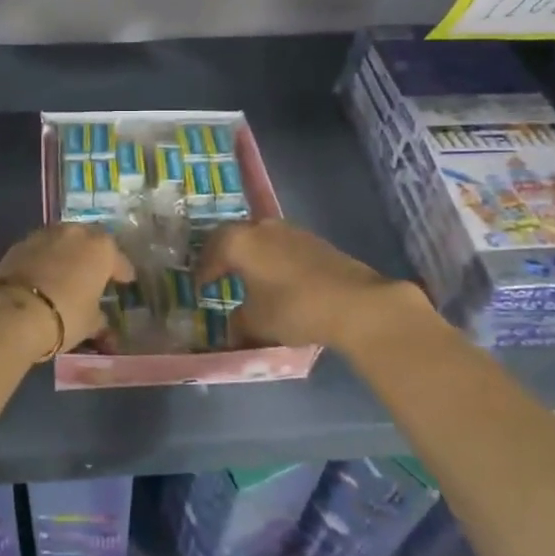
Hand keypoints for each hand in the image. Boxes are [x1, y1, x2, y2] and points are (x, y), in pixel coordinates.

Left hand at [0, 223, 134, 351]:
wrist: (13, 312)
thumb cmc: (65, 315)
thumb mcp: (90, 323)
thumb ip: (100, 318)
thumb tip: (102, 321)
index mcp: (101, 248)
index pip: (118, 259)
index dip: (122, 272)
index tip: (125, 281)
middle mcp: (75, 233)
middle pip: (90, 240)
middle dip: (94, 255)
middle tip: (95, 272)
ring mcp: (45, 234)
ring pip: (64, 240)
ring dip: (68, 253)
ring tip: (68, 272)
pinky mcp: (20, 243)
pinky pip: (42, 249)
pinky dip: (46, 258)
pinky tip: (44, 274)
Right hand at [196, 219, 430, 353]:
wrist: (355, 302)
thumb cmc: (293, 308)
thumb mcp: (257, 322)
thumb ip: (238, 323)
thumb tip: (233, 327)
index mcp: (239, 241)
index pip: (211, 252)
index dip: (203, 271)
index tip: (200, 286)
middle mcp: (261, 228)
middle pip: (233, 237)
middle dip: (224, 256)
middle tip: (218, 274)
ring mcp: (291, 231)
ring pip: (260, 239)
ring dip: (251, 255)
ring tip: (249, 277)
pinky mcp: (315, 241)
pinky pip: (282, 247)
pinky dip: (273, 260)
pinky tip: (278, 280)